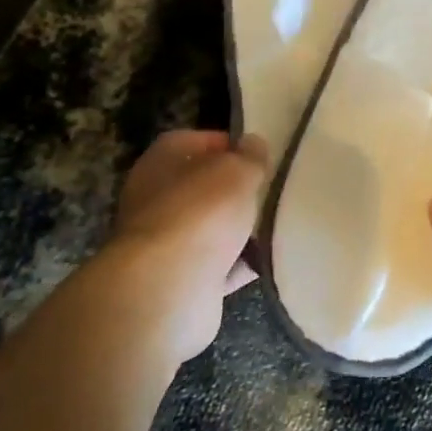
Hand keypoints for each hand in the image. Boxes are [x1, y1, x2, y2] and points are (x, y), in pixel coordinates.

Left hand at [97, 130, 267, 365]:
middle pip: (200, 187)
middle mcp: (155, 200)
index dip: (225, 143)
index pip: (191, 141)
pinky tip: (269, 259)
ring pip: (209, 227)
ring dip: (238, 228)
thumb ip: (249, 157)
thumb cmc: (200, 213)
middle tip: (270, 188)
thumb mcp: (236, 172)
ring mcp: (165, 243)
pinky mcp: (179, 280)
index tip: (257, 153)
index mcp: (160, 163)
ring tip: (276, 222)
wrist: (168, 289)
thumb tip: (253, 144)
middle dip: (234, 189)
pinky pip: (218, 265)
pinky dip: (240, 263)